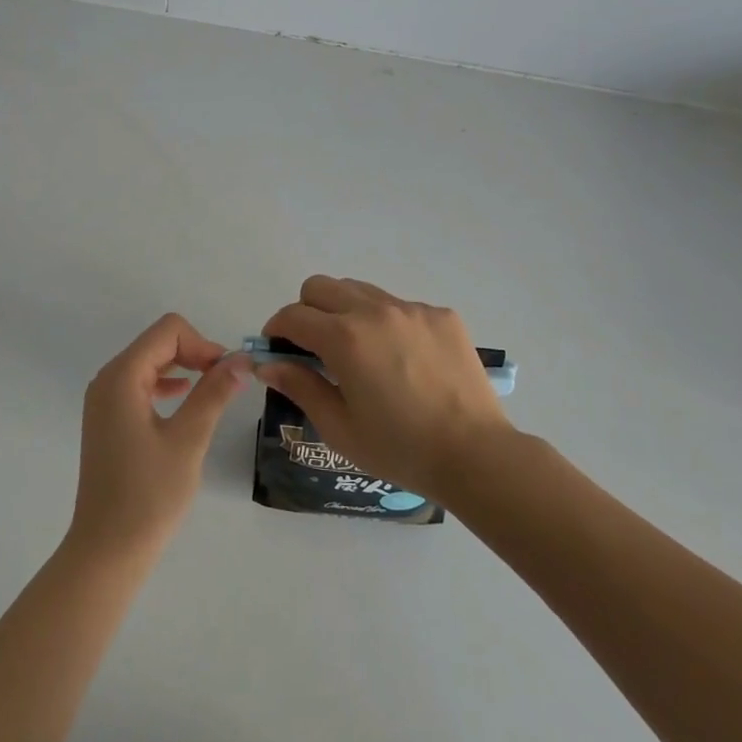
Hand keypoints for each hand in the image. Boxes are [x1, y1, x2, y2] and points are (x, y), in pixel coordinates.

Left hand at [69, 314, 254, 555]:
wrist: (107, 551)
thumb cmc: (149, 495)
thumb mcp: (188, 440)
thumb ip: (214, 393)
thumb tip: (241, 359)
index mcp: (121, 377)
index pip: (168, 331)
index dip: (203, 343)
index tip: (227, 374)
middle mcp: (108, 380)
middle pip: (158, 342)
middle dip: (195, 353)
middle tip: (226, 382)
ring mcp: (105, 400)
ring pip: (151, 362)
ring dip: (184, 368)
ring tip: (213, 391)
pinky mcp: (109, 420)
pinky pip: (141, 384)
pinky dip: (167, 384)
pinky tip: (186, 401)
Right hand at [259, 276, 514, 498]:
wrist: (475, 454)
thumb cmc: (399, 449)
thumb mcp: (339, 426)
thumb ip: (300, 386)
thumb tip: (266, 364)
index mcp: (344, 338)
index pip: (293, 316)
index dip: (276, 330)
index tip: (277, 350)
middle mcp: (375, 311)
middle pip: (321, 287)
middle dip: (306, 311)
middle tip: (313, 348)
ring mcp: (412, 309)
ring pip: (360, 290)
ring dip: (345, 312)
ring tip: (358, 351)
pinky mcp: (441, 315)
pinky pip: (399, 306)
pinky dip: (386, 323)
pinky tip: (401, 360)